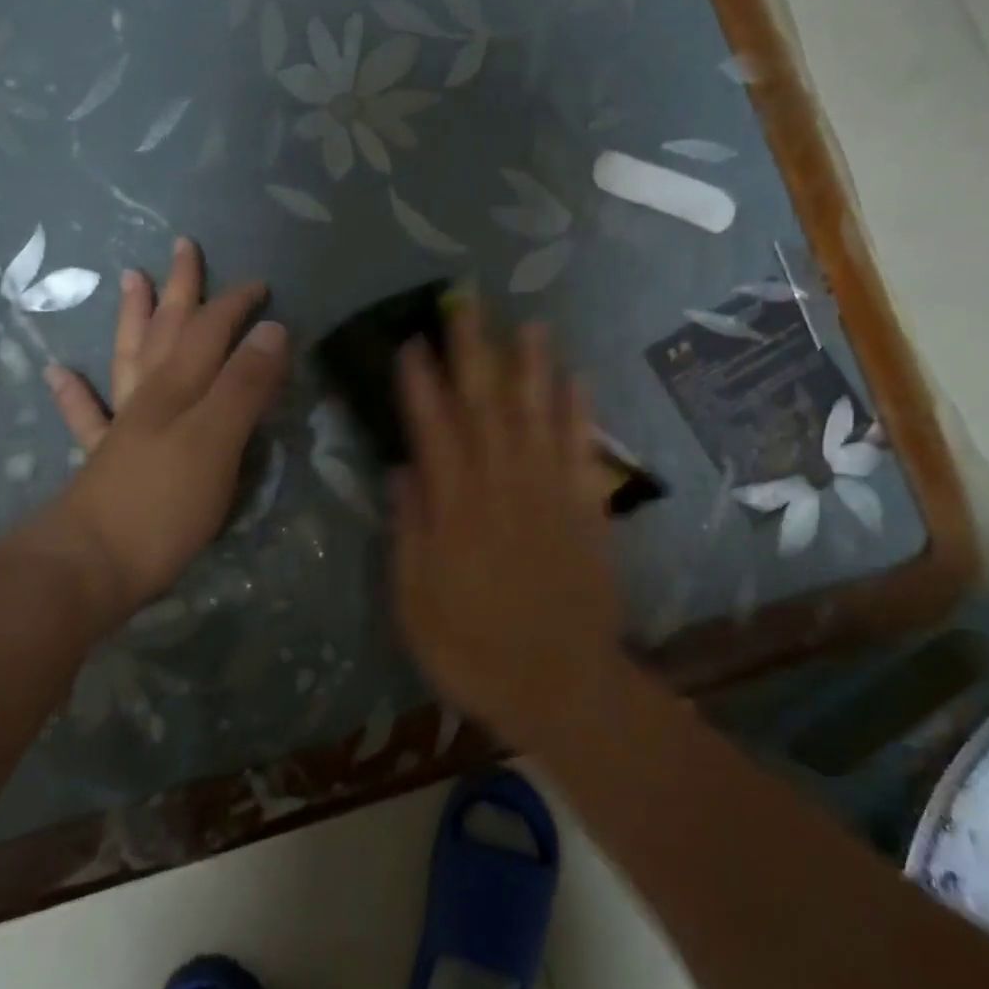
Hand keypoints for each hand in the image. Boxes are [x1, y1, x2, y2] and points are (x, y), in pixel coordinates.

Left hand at [34, 237, 287, 617]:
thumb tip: (273, 330)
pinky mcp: (104, 462)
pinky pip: (88, 418)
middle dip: (181, 291)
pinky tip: (59, 373)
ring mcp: (123, 428)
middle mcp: (151, 398)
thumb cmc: (164, 503)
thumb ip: (244, 386)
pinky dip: (75, 393)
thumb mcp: (218, 440)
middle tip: (183, 248)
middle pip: (168, 332)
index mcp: (181, 389)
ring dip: (132, 319)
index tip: (260, 284)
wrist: (91, 565)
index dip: (235, 306)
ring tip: (130, 280)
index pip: (212, 332)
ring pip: (130, 359)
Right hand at [391, 298, 625, 749]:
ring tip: (527, 324)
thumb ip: (409, 531)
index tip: (412, 340)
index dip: (420, 382)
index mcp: (456, 508)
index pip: (434, 429)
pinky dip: (579, 412)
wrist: (561, 684)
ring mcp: (550, 492)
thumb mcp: (416, 601)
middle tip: (466, 303)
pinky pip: (582, 449)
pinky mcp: (586, 508)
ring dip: (532, 366)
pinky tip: (576, 379)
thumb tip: (402, 470)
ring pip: (538, 414)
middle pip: (486, 405)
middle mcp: (503, 485)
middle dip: (473, 350)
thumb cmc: (473, 649)